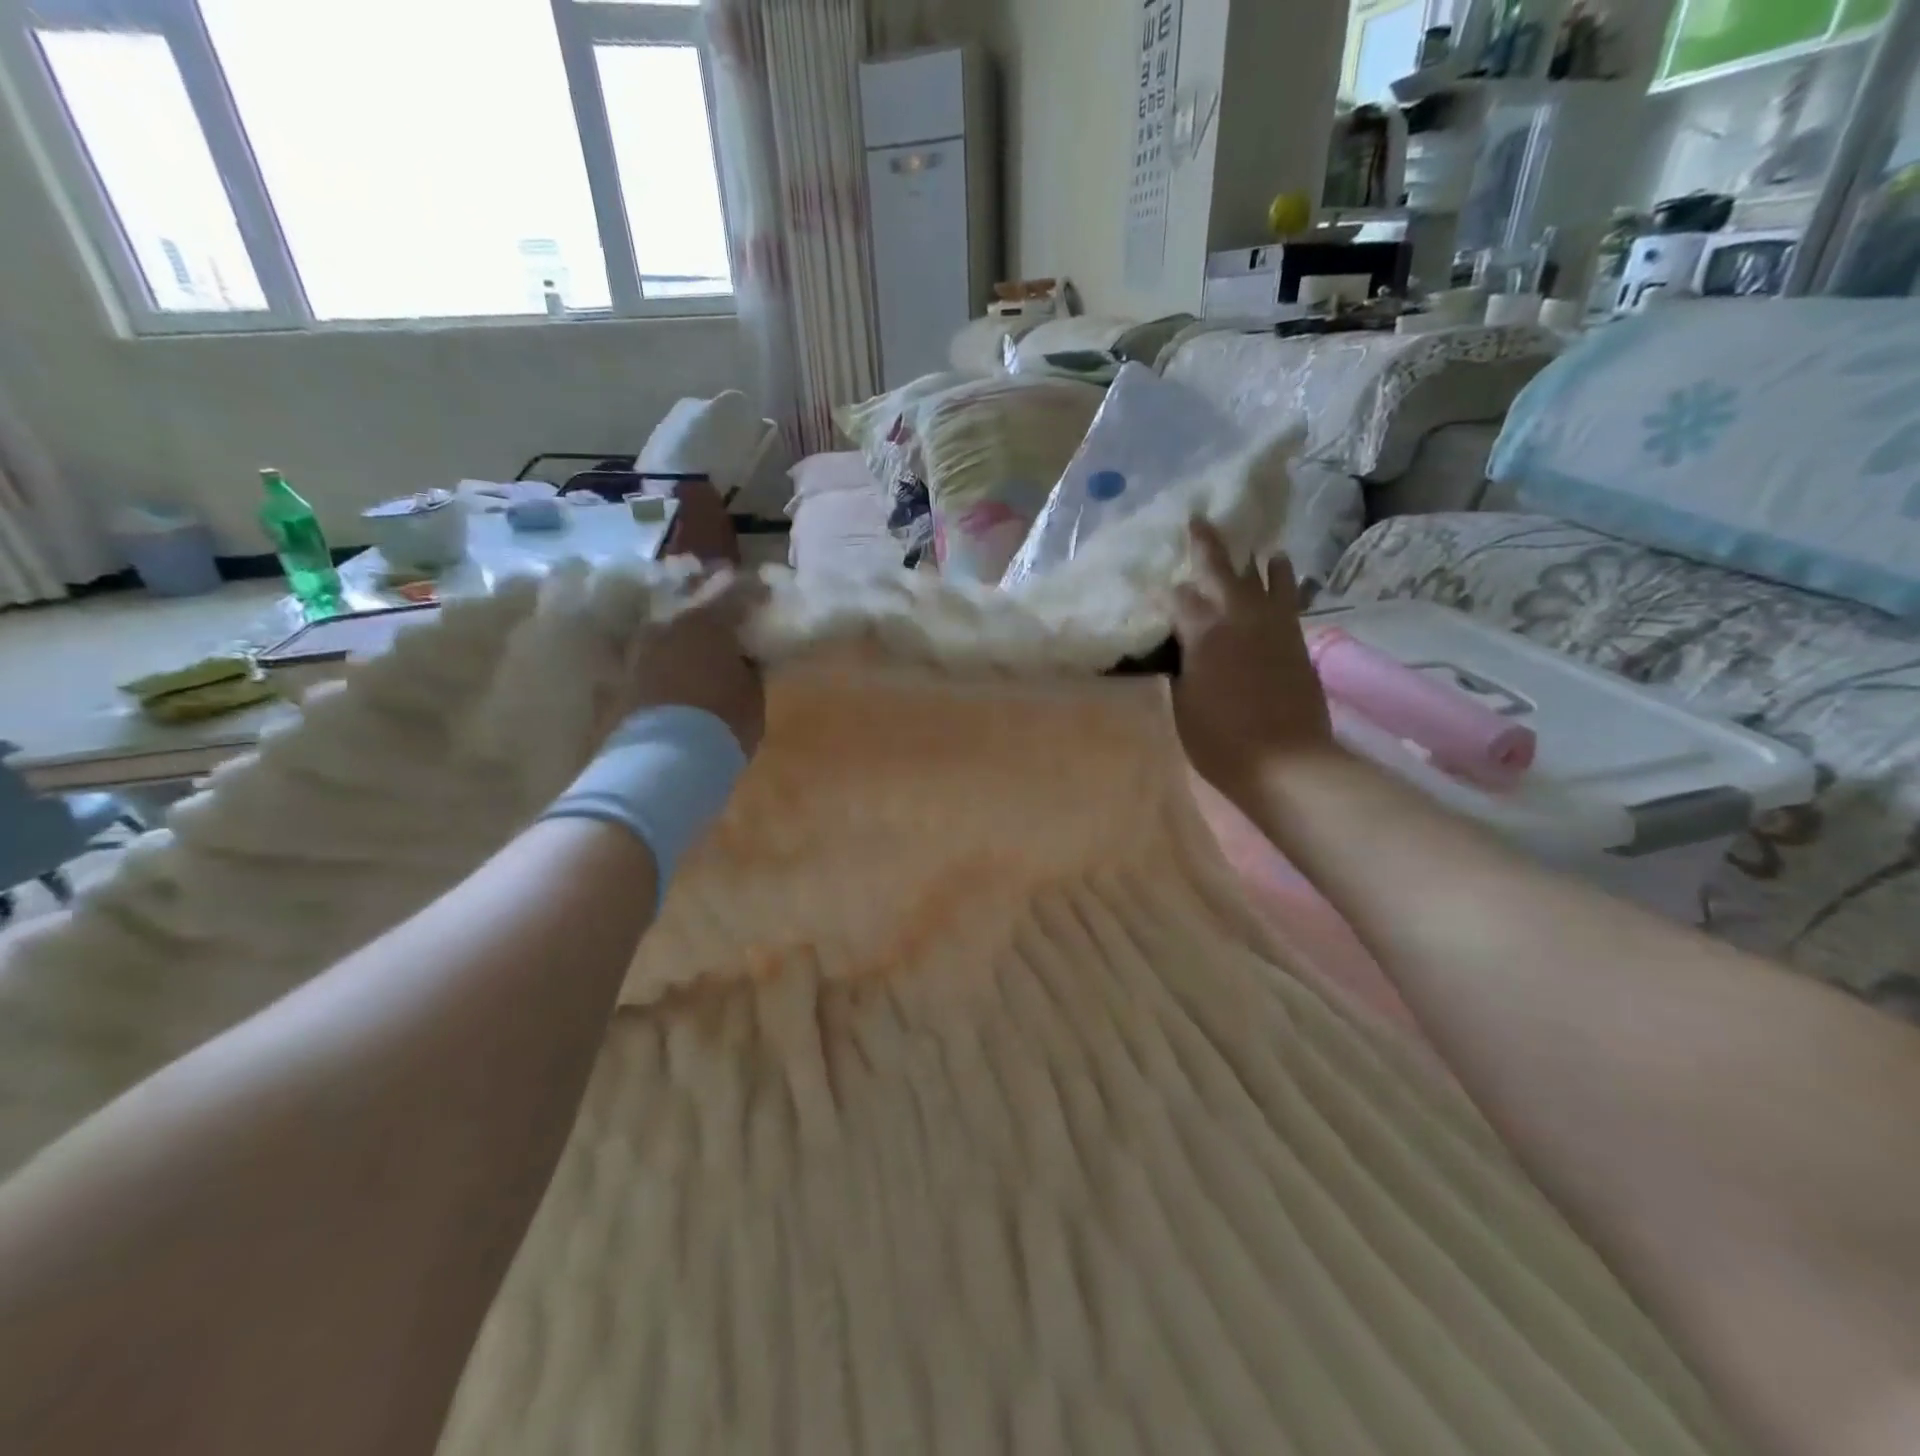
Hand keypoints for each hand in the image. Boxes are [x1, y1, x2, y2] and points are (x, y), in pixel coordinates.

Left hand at [621, 569, 766, 756]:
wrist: (663, 759)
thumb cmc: (721, 720)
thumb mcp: (752, 694)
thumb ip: (749, 668)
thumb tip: (744, 658)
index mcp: (707, 622)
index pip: (736, 594)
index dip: (754, 594)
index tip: (765, 596)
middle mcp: (669, 626)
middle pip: (695, 610)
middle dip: (713, 615)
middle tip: (731, 624)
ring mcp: (641, 651)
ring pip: (670, 635)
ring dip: (687, 641)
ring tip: (703, 654)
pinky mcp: (624, 678)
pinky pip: (655, 661)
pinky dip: (669, 664)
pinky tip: (680, 676)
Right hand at [1170, 519, 1332, 792]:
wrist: (1287, 761)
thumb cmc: (1220, 739)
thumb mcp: (1180, 704)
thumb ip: (1175, 668)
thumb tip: (1172, 649)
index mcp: (1204, 632)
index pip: (1178, 599)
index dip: (1163, 593)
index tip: (1151, 589)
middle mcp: (1239, 617)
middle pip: (1222, 570)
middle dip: (1207, 544)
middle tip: (1198, 519)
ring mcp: (1273, 626)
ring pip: (1265, 578)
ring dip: (1255, 560)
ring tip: (1255, 545)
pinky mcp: (1296, 640)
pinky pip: (1289, 599)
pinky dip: (1283, 582)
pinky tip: (1282, 573)